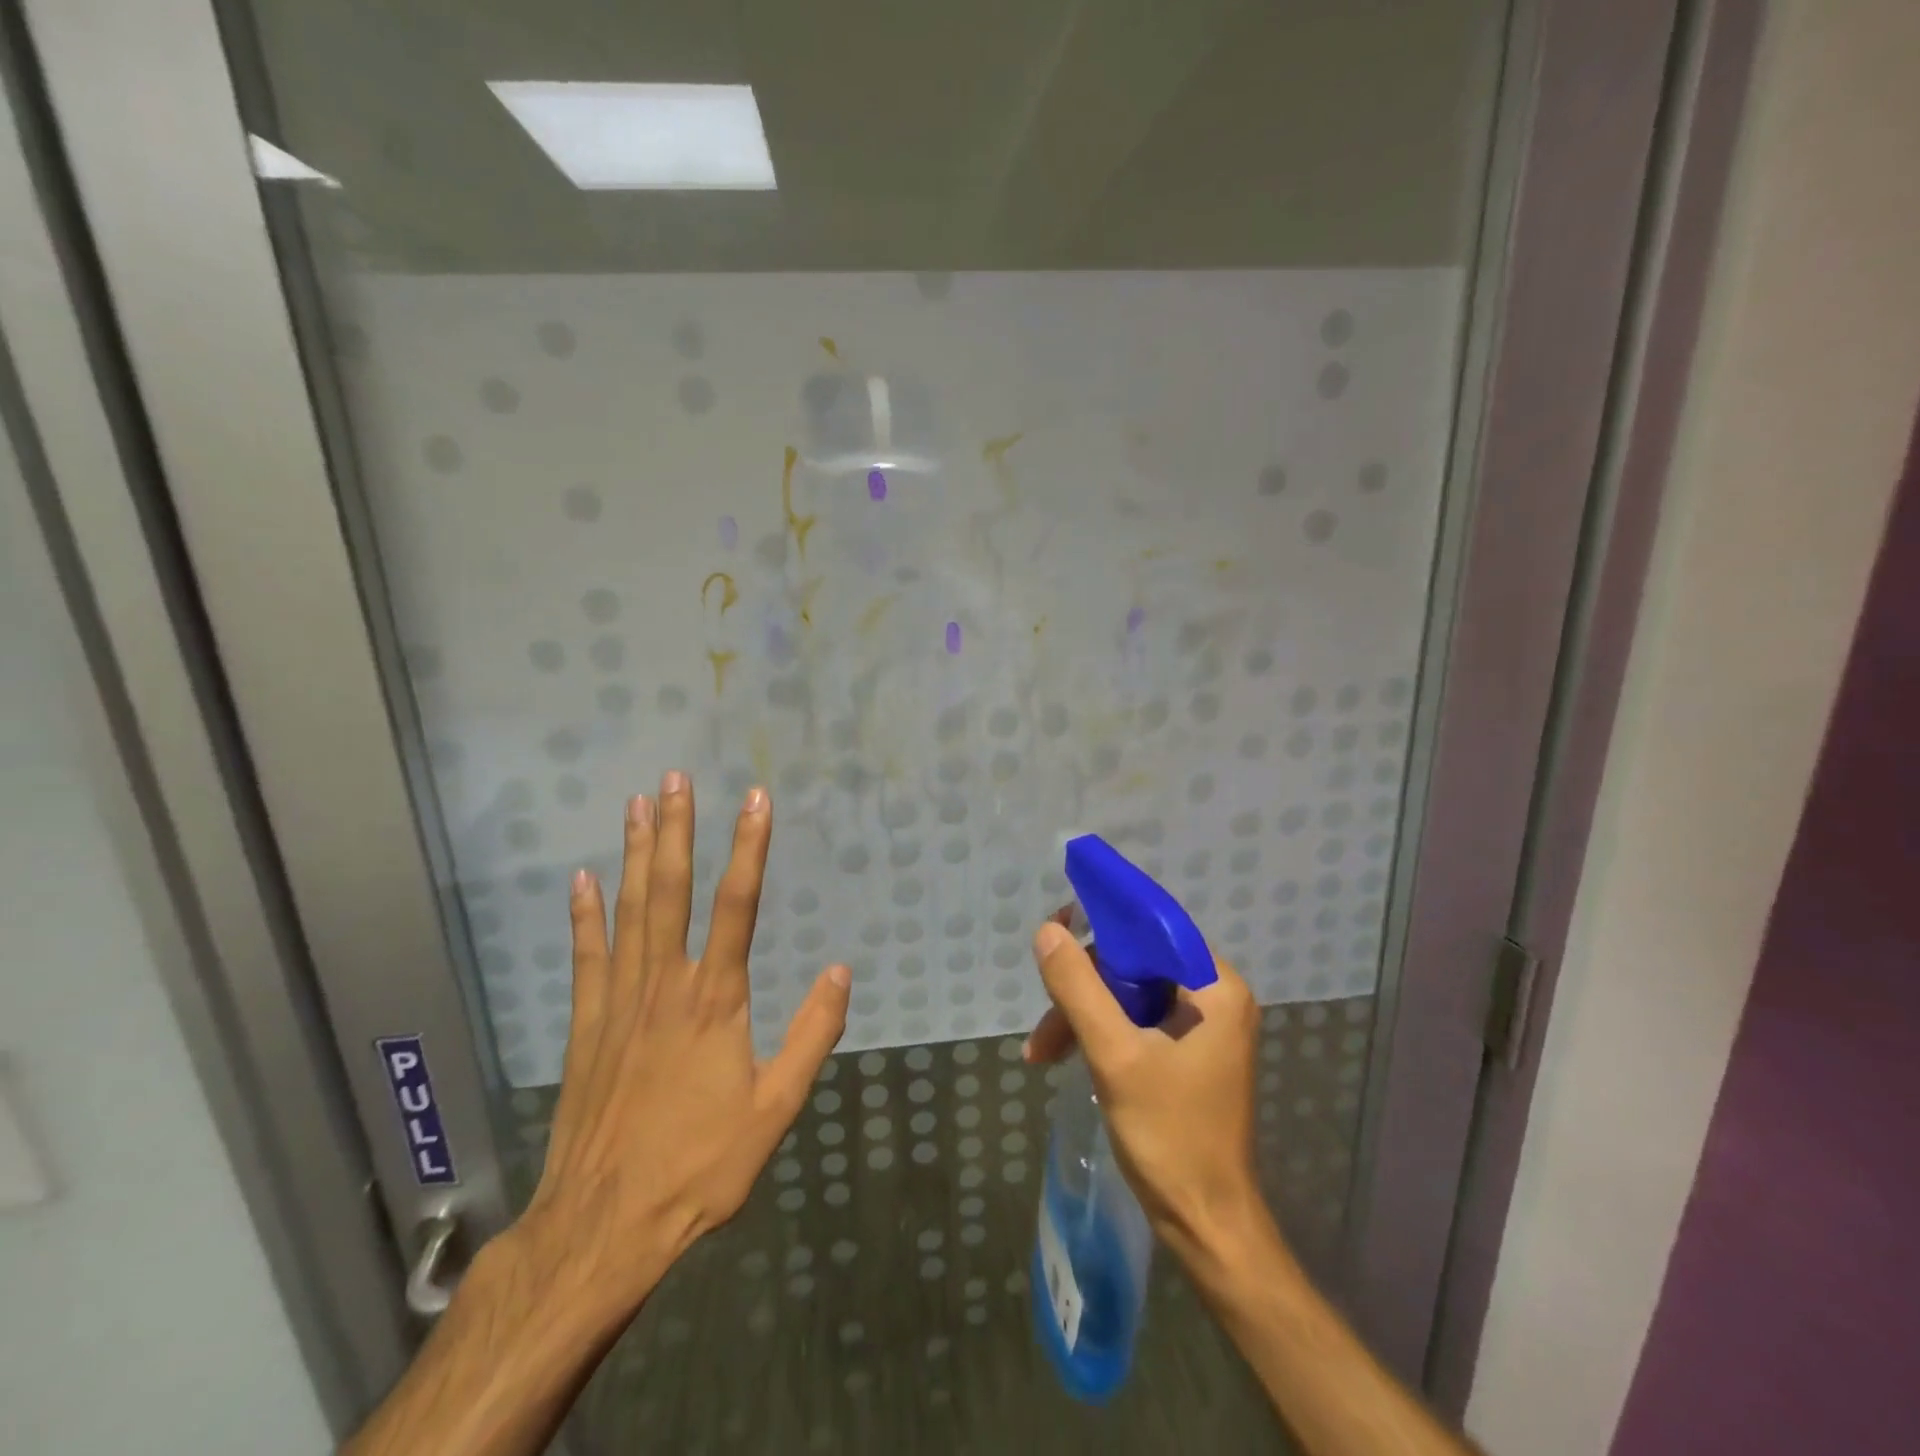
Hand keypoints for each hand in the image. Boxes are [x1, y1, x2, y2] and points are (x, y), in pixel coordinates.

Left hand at [510, 772, 850, 1313]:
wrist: (604, 1226)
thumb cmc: (699, 1167)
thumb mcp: (775, 1110)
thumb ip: (812, 1036)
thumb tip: (842, 972)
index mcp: (715, 1000)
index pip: (738, 905)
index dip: (749, 848)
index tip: (756, 800)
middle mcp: (666, 985)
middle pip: (672, 891)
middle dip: (677, 829)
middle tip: (675, 778)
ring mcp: (619, 1002)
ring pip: (629, 911)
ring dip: (635, 854)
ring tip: (636, 805)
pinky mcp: (587, 1026)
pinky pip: (587, 957)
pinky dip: (585, 916)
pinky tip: (583, 880)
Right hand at [1023, 920, 1264, 1257]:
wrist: (1206, 1225)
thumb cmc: (1170, 1137)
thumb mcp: (1115, 1056)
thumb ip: (1079, 989)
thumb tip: (1048, 931)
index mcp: (1215, 987)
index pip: (1151, 930)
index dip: (1101, 926)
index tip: (1054, 934)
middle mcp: (1214, 996)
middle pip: (1134, 964)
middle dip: (1082, 989)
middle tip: (1044, 1022)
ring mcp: (1201, 1026)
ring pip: (1128, 995)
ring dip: (1082, 1017)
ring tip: (1041, 1052)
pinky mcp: (1186, 1052)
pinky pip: (1134, 1021)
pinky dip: (1099, 1035)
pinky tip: (1064, 1057)